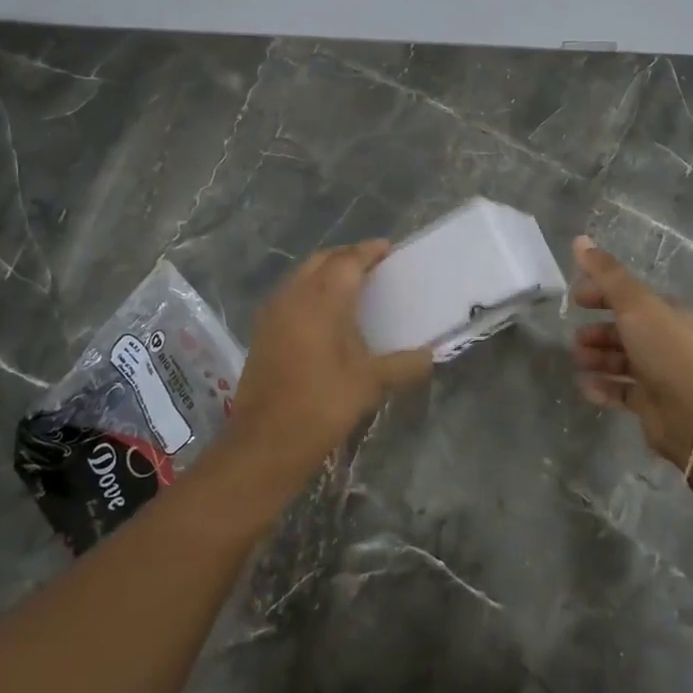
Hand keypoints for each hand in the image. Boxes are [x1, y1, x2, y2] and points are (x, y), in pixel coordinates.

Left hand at [226, 241, 432, 486]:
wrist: (263, 443)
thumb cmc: (321, 406)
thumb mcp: (370, 385)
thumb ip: (403, 365)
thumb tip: (430, 356)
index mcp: (322, 299)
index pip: (348, 260)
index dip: (369, 250)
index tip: (389, 248)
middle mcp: (294, 295)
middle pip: (322, 260)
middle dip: (347, 257)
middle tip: (373, 266)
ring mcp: (273, 312)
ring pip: (302, 275)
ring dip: (326, 272)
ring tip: (352, 287)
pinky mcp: (262, 330)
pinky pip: (290, 294)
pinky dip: (310, 291)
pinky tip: (325, 314)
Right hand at [570, 235, 692, 467]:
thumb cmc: (665, 349)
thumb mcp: (634, 303)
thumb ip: (605, 273)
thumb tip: (579, 239)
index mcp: (667, 313)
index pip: (629, 296)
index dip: (601, 294)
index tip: (575, 298)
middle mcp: (665, 340)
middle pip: (624, 329)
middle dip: (597, 330)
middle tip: (575, 336)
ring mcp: (659, 373)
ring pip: (621, 360)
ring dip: (597, 358)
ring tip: (578, 360)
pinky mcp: (651, 403)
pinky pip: (621, 391)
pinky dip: (602, 387)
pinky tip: (585, 386)